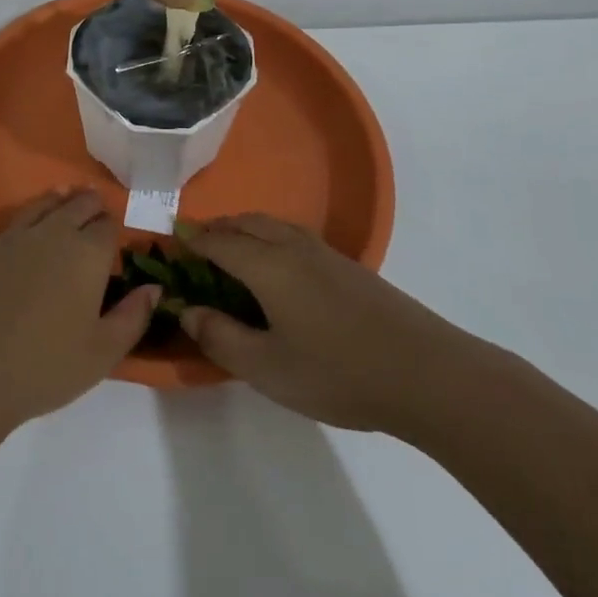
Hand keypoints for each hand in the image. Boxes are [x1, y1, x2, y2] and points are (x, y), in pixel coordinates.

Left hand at [0, 190, 158, 428]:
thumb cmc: (44, 367)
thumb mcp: (103, 353)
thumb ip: (133, 317)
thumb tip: (153, 288)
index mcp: (88, 254)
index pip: (108, 225)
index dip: (114, 228)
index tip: (114, 238)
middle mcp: (53, 234)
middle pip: (78, 204)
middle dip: (91, 205)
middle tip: (95, 211)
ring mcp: (13, 238)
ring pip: (43, 205)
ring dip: (59, 202)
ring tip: (65, 200)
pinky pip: (12, 224)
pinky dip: (28, 220)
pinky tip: (26, 236)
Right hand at [181, 214, 477, 433]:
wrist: (426, 374)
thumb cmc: (338, 372)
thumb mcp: (267, 368)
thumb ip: (221, 337)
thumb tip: (188, 310)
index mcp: (269, 266)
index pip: (219, 242)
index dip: (192, 241)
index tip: (171, 244)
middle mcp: (295, 248)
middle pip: (247, 222)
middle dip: (218, 228)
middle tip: (197, 245)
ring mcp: (327, 255)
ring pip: (275, 225)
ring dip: (246, 228)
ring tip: (233, 249)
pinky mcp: (351, 268)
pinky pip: (296, 237)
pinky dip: (271, 238)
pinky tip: (278, 267)